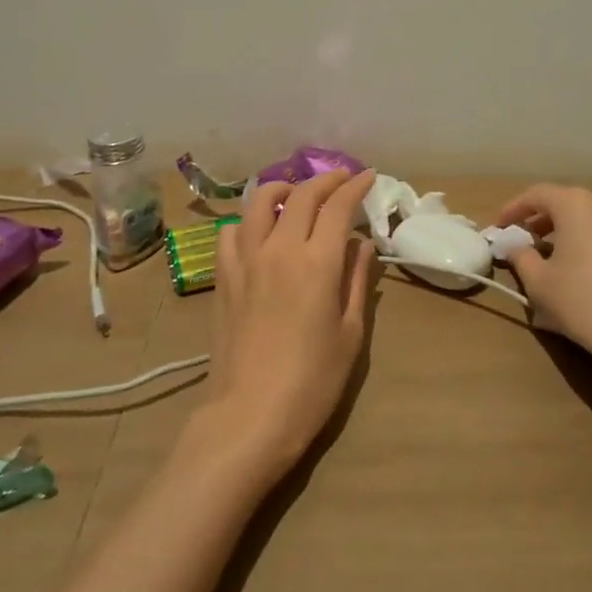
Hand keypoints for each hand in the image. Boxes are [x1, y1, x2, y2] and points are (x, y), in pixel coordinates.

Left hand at [193, 168, 378, 482]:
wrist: (250, 415)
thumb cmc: (312, 382)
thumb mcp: (350, 333)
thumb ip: (356, 281)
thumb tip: (361, 244)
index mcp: (317, 262)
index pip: (338, 207)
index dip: (355, 187)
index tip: (369, 176)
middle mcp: (280, 249)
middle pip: (302, 195)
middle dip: (326, 180)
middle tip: (342, 179)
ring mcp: (246, 260)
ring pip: (260, 202)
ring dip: (283, 188)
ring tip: (296, 193)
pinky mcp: (223, 276)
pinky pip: (231, 231)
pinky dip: (248, 220)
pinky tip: (258, 230)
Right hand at [494, 184, 591, 376]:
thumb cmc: (582, 300)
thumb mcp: (539, 282)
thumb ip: (521, 257)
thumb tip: (517, 247)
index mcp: (574, 203)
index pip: (535, 195)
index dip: (513, 209)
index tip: (499, 227)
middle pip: (562, 202)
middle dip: (538, 219)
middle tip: (520, 239)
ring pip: (584, 217)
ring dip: (561, 230)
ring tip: (545, 254)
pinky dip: (582, 240)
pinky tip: (574, 267)